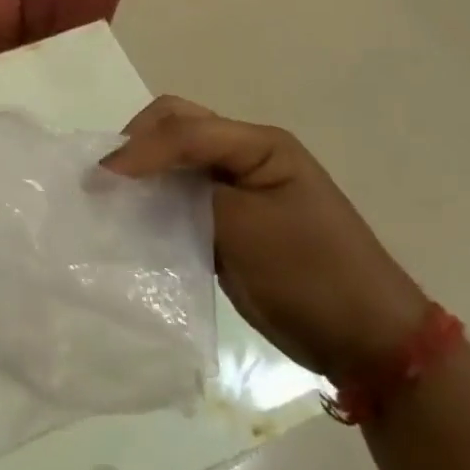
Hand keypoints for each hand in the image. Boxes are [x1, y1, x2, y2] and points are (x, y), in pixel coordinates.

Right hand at [104, 97, 428, 380]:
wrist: (367, 343)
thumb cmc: (312, 275)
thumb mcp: (247, 227)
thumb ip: (188, 193)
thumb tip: (128, 178)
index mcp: (259, 144)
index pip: (185, 127)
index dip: (140, 147)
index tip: (102, 177)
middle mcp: (245, 155)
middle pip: (177, 126)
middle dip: (137, 144)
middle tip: (103, 177)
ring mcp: (237, 188)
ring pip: (175, 159)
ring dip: (142, 171)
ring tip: (108, 194)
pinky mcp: (227, 221)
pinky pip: (180, 196)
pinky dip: (153, 201)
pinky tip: (132, 219)